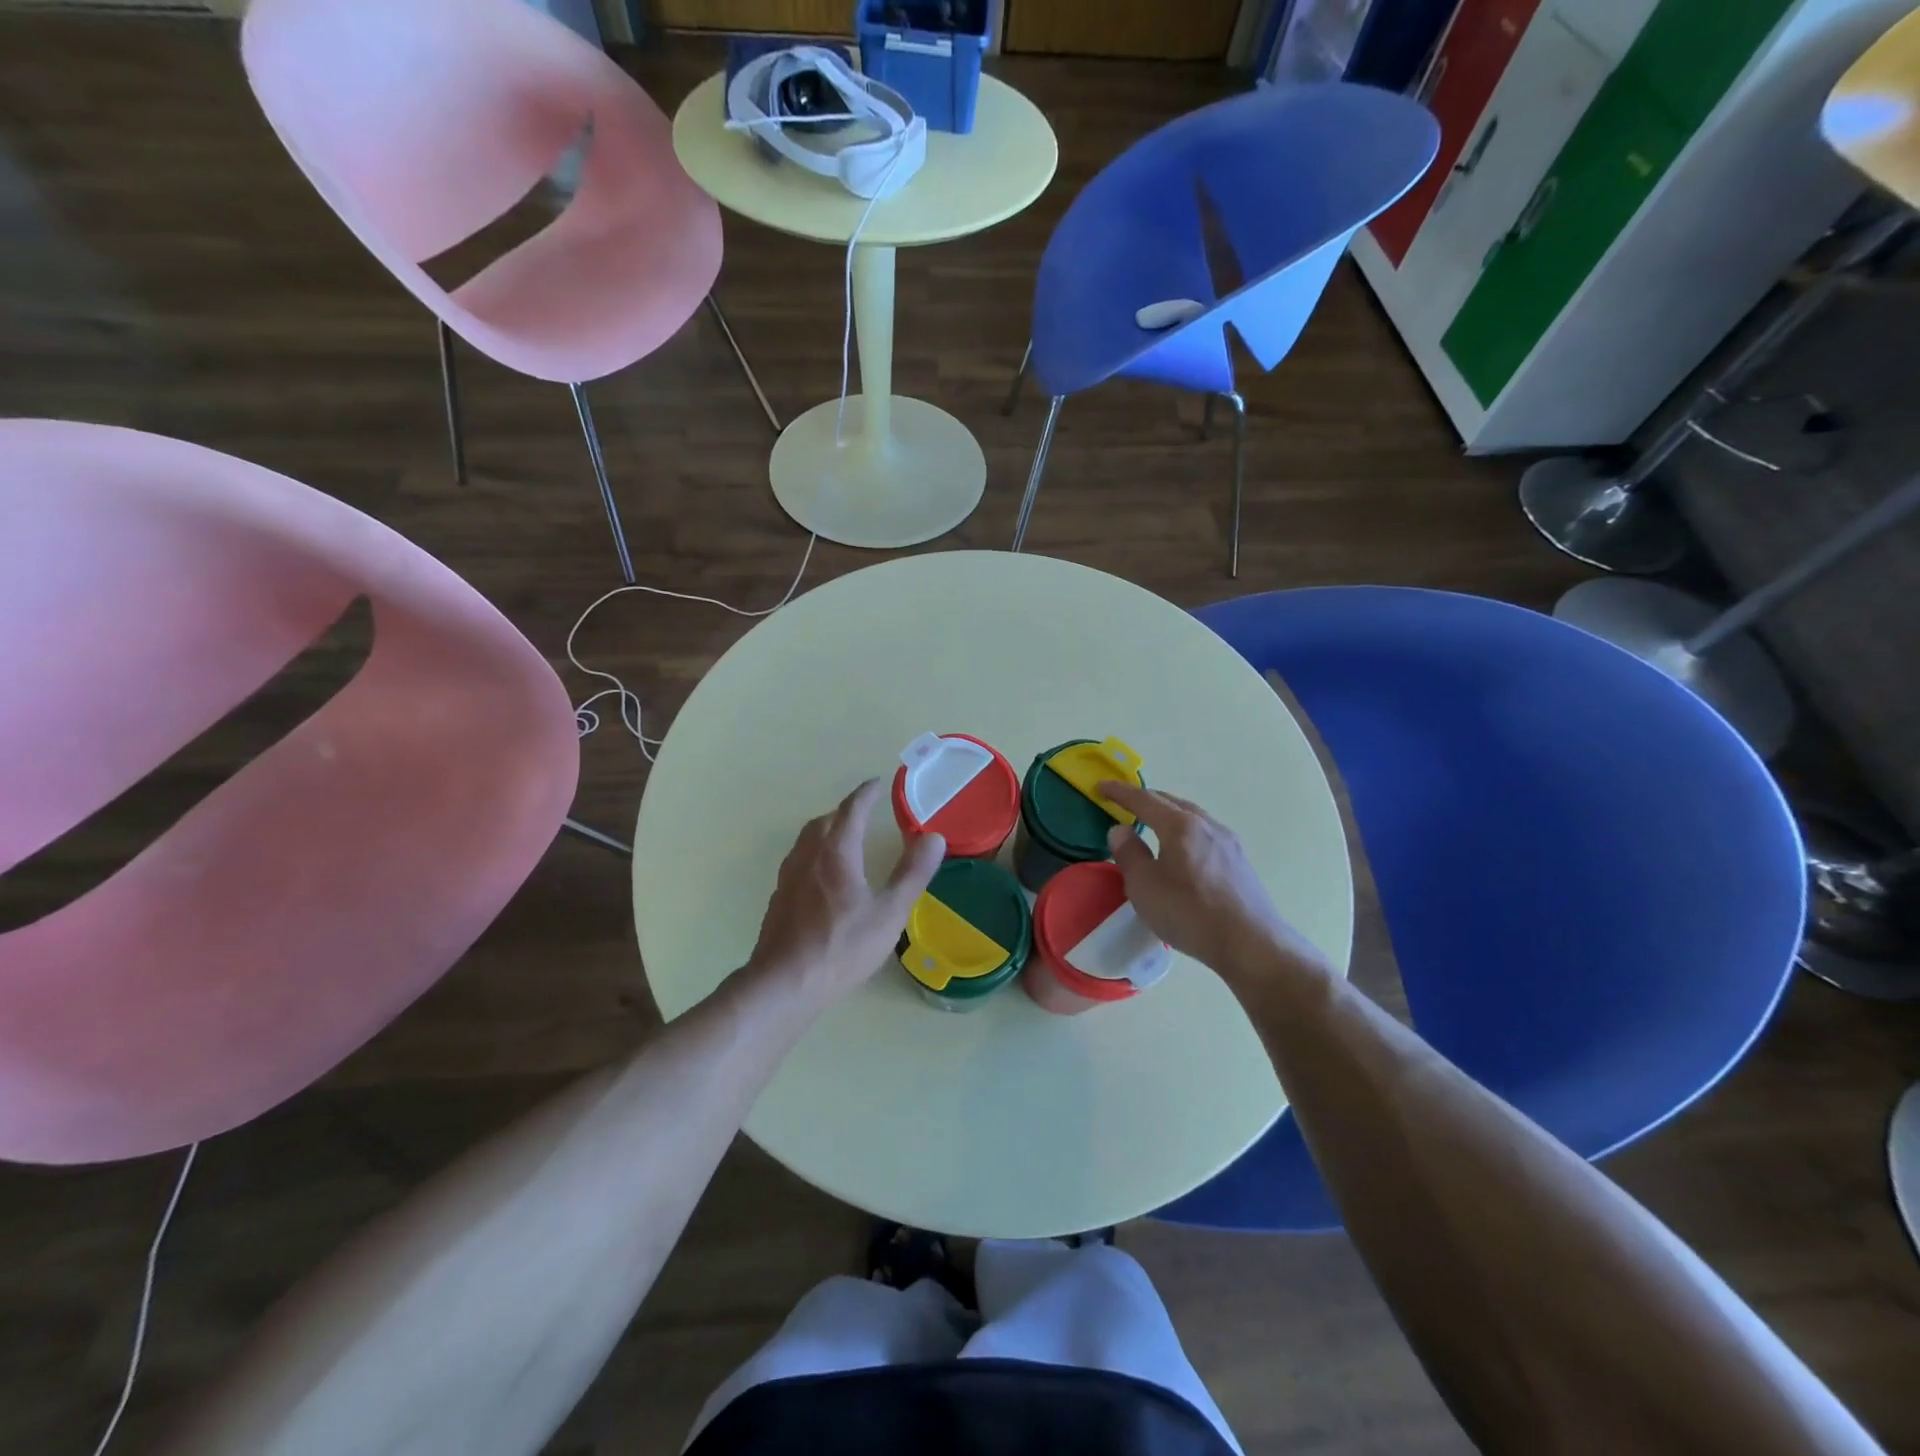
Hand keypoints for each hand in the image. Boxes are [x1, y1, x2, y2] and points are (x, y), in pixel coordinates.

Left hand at [744, 778, 944, 1011]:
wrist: (784, 983)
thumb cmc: (842, 947)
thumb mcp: (889, 912)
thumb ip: (912, 873)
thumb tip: (933, 837)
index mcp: (836, 852)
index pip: (851, 810)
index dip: (865, 794)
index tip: (877, 784)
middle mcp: (808, 855)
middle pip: (826, 820)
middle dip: (846, 810)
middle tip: (865, 811)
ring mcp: (789, 876)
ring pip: (807, 838)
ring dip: (827, 828)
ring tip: (844, 836)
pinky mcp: (779, 897)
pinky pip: (798, 859)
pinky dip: (814, 851)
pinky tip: (822, 874)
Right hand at [1100, 781, 1327, 980]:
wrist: (1251, 944)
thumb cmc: (1189, 912)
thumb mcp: (1144, 886)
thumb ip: (1129, 854)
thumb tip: (1121, 829)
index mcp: (1180, 825)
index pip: (1144, 799)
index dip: (1119, 792)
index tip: (1101, 786)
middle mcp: (1206, 825)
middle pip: (1171, 802)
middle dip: (1146, 800)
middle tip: (1125, 804)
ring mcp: (1228, 842)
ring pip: (1192, 817)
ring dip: (1169, 815)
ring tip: (1153, 824)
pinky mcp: (1240, 861)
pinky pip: (1205, 834)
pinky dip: (1186, 831)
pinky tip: (1183, 850)